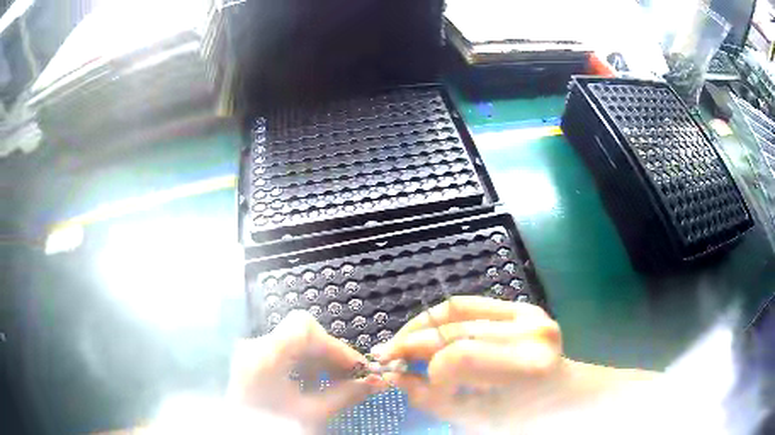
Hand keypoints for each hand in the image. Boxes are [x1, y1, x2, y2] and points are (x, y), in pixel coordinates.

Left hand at [228, 310, 386, 430]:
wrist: (243, 434)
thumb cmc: (274, 427)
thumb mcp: (311, 414)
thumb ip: (346, 395)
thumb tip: (377, 382)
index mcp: (264, 356)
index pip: (305, 328)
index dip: (335, 345)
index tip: (356, 368)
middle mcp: (254, 347)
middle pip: (301, 335)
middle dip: (331, 355)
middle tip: (352, 379)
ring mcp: (251, 353)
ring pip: (294, 343)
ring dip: (319, 361)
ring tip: (333, 386)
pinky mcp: (252, 361)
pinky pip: (284, 354)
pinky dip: (304, 366)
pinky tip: (312, 386)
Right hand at [371, 296, 569, 429]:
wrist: (562, 394)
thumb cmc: (523, 417)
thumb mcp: (476, 419)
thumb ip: (431, 398)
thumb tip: (392, 376)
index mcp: (528, 368)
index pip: (459, 357)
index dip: (430, 372)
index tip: (420, 385)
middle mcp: (532, 332)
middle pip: (454, 329)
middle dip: (412, 343)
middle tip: (386, 355)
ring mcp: (530, 313)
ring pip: (456, 309)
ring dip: (421, 325)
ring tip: (402, 342)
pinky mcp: (523, 306)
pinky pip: (469, 304)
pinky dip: (441, 318)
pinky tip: (428, 332)